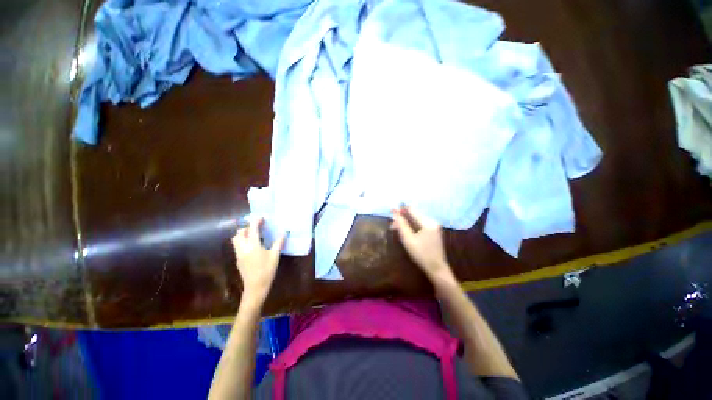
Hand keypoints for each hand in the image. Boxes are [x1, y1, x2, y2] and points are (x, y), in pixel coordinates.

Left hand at [231, 218, 284, 306]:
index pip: (252, 229)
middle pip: (239, 233)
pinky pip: (238, 246)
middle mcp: (243, 248)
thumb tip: (284, 232)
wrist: (255, 288)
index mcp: (253, 246)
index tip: (262, 217)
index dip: (256, 221)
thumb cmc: (267, 271)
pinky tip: (254, 246)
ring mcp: (239, 254)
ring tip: (255, 235)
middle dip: (247, 227)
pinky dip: (244, 241)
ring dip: (244, 234)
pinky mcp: (238, 260)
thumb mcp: (275, 256)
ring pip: (236, 240)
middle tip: (258, 227)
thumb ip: (278, 243)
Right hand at [391, 208, 456, 287]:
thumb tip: (395, 213)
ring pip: (417, 220)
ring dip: (406, 223)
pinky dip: (412, 227)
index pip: (412, 210)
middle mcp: (433, 222)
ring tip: (396, 228)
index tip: (391, 210)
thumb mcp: (408, 239)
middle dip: (402, 218)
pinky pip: (420, 225)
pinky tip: (405, 231)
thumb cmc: (421, 254)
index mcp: (428, 222)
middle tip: (392, 224)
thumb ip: (402, 225)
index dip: (401, 209)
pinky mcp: (433, 232)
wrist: (436, 268)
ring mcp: (434, 227)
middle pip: (414, 215)